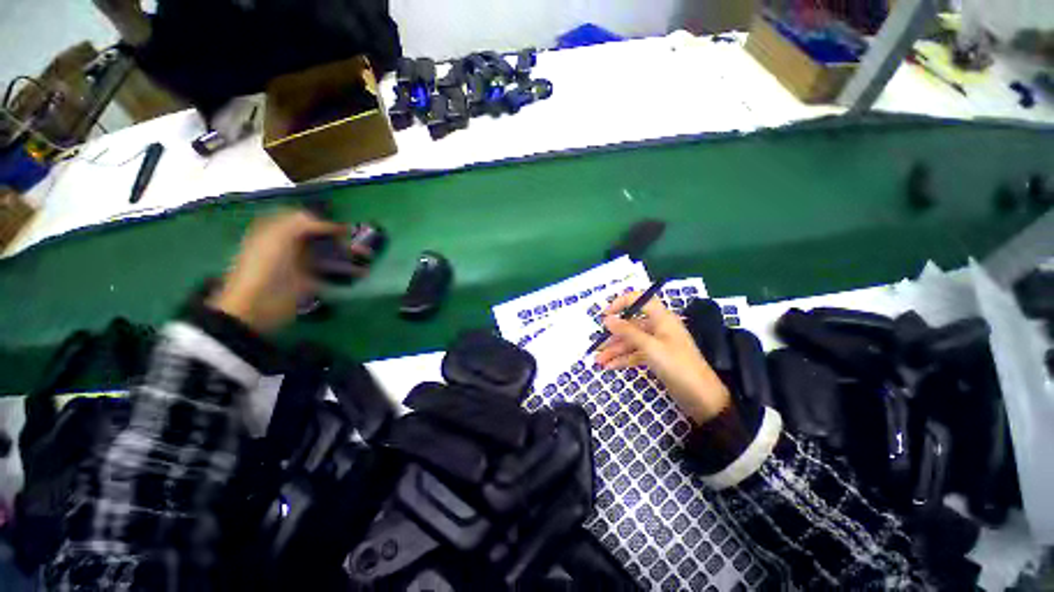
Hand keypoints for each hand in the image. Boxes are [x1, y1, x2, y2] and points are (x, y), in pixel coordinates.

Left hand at [207, 210, 368, 331]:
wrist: (258, 306)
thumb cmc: (266, 267)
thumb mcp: (279, 237)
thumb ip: (303, 223)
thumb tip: (331, 223)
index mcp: (276, 232)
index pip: (302, 218)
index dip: (322, 219)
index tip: (342, 225)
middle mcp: (288, 245)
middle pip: (318, 236)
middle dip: (340, 236)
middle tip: (360, 240)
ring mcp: (299, 264)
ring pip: (328, 253)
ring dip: (348, 253)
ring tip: (368, 256)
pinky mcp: (310, 282)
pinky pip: (332, 273)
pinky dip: (347, 272)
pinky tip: (362, 272)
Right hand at [595, 293, 730, 423]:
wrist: (702, 398)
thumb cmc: (677, 365)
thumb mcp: (650, 347)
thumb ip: (627, 331)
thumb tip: (607, 318)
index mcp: (662, 318)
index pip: (640, 300)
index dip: (622, 303)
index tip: (605, 314)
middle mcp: (658, 328)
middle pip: (631, 325)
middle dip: (613, 335)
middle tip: (596, 344)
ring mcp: (657, 344)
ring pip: (631, 342)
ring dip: (615, 350)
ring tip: (598, 360)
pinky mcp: (656, 359)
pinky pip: (635, 354)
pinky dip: (623, 359)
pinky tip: (609, 366)